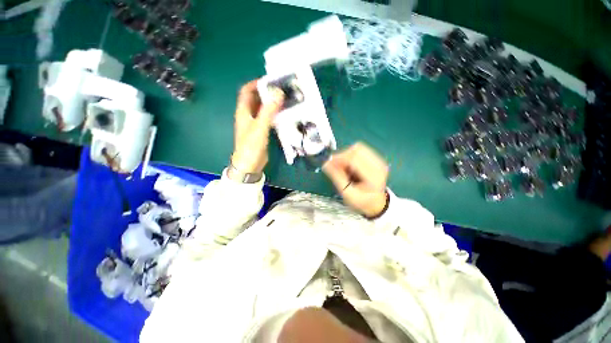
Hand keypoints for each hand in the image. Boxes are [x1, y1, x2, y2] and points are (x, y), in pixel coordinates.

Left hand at [232, 80, 284, 173]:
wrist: (249, 164)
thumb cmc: (251, 146)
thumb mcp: (260, 127)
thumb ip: (268, 111)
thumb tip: (278, 93)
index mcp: (243, 111)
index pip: (246, 91)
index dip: (256, 83)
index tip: (270, 81)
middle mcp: (248, 115)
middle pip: (256, 99)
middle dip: (267, 93)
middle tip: (282, 90)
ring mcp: (255, 124)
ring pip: (263, 109)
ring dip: (272, 104)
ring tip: (285, 100)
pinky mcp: (262, 131)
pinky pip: (268, 119)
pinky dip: (275, 114)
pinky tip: (284, 114)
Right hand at [323, 142, 388, 217]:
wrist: (375, 203)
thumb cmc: (361, 201)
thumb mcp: (347, 194)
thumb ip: (337, 177)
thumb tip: (326, 164)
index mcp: (373, 176)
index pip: (354, 158)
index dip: (339, 158)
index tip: (328, 163)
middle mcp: (378, 165)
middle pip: (357, 150)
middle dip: (342, 155)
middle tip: (335, 166)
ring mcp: (379, 160)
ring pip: (358, 147)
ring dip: (347, 155)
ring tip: (343, 167)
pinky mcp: (376, 158)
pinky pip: (361, 150)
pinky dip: (351, 155)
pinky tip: (350, 165)